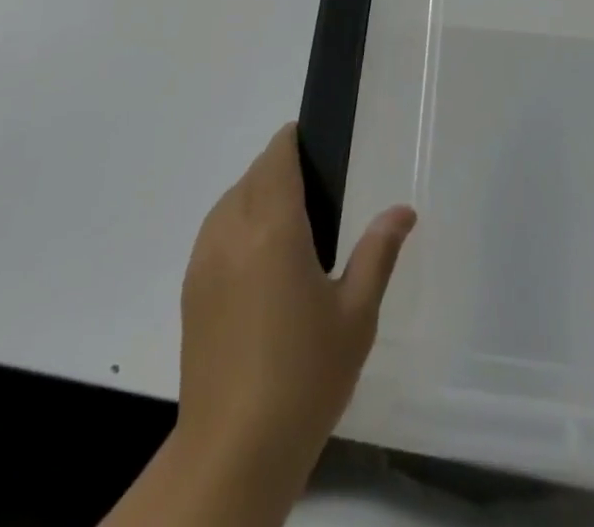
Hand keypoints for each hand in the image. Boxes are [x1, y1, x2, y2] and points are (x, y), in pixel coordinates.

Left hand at [176, 123, 415, 491]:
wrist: (233, 451)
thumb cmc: (304, 376)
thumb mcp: (356, 315)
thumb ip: (378, 252)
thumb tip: (403, 210)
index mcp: (272, 226)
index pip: (276, 156)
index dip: (293, 141)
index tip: (316, 146)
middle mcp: (231, 230)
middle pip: (253, 174)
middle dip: (280, 169)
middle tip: (317, 195)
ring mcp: (204, 259)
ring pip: (230, 200)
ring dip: (256, 195)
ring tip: (290, 227)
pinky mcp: (191, 289)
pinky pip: (214, 231)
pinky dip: (236, 224)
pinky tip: (260, 263)